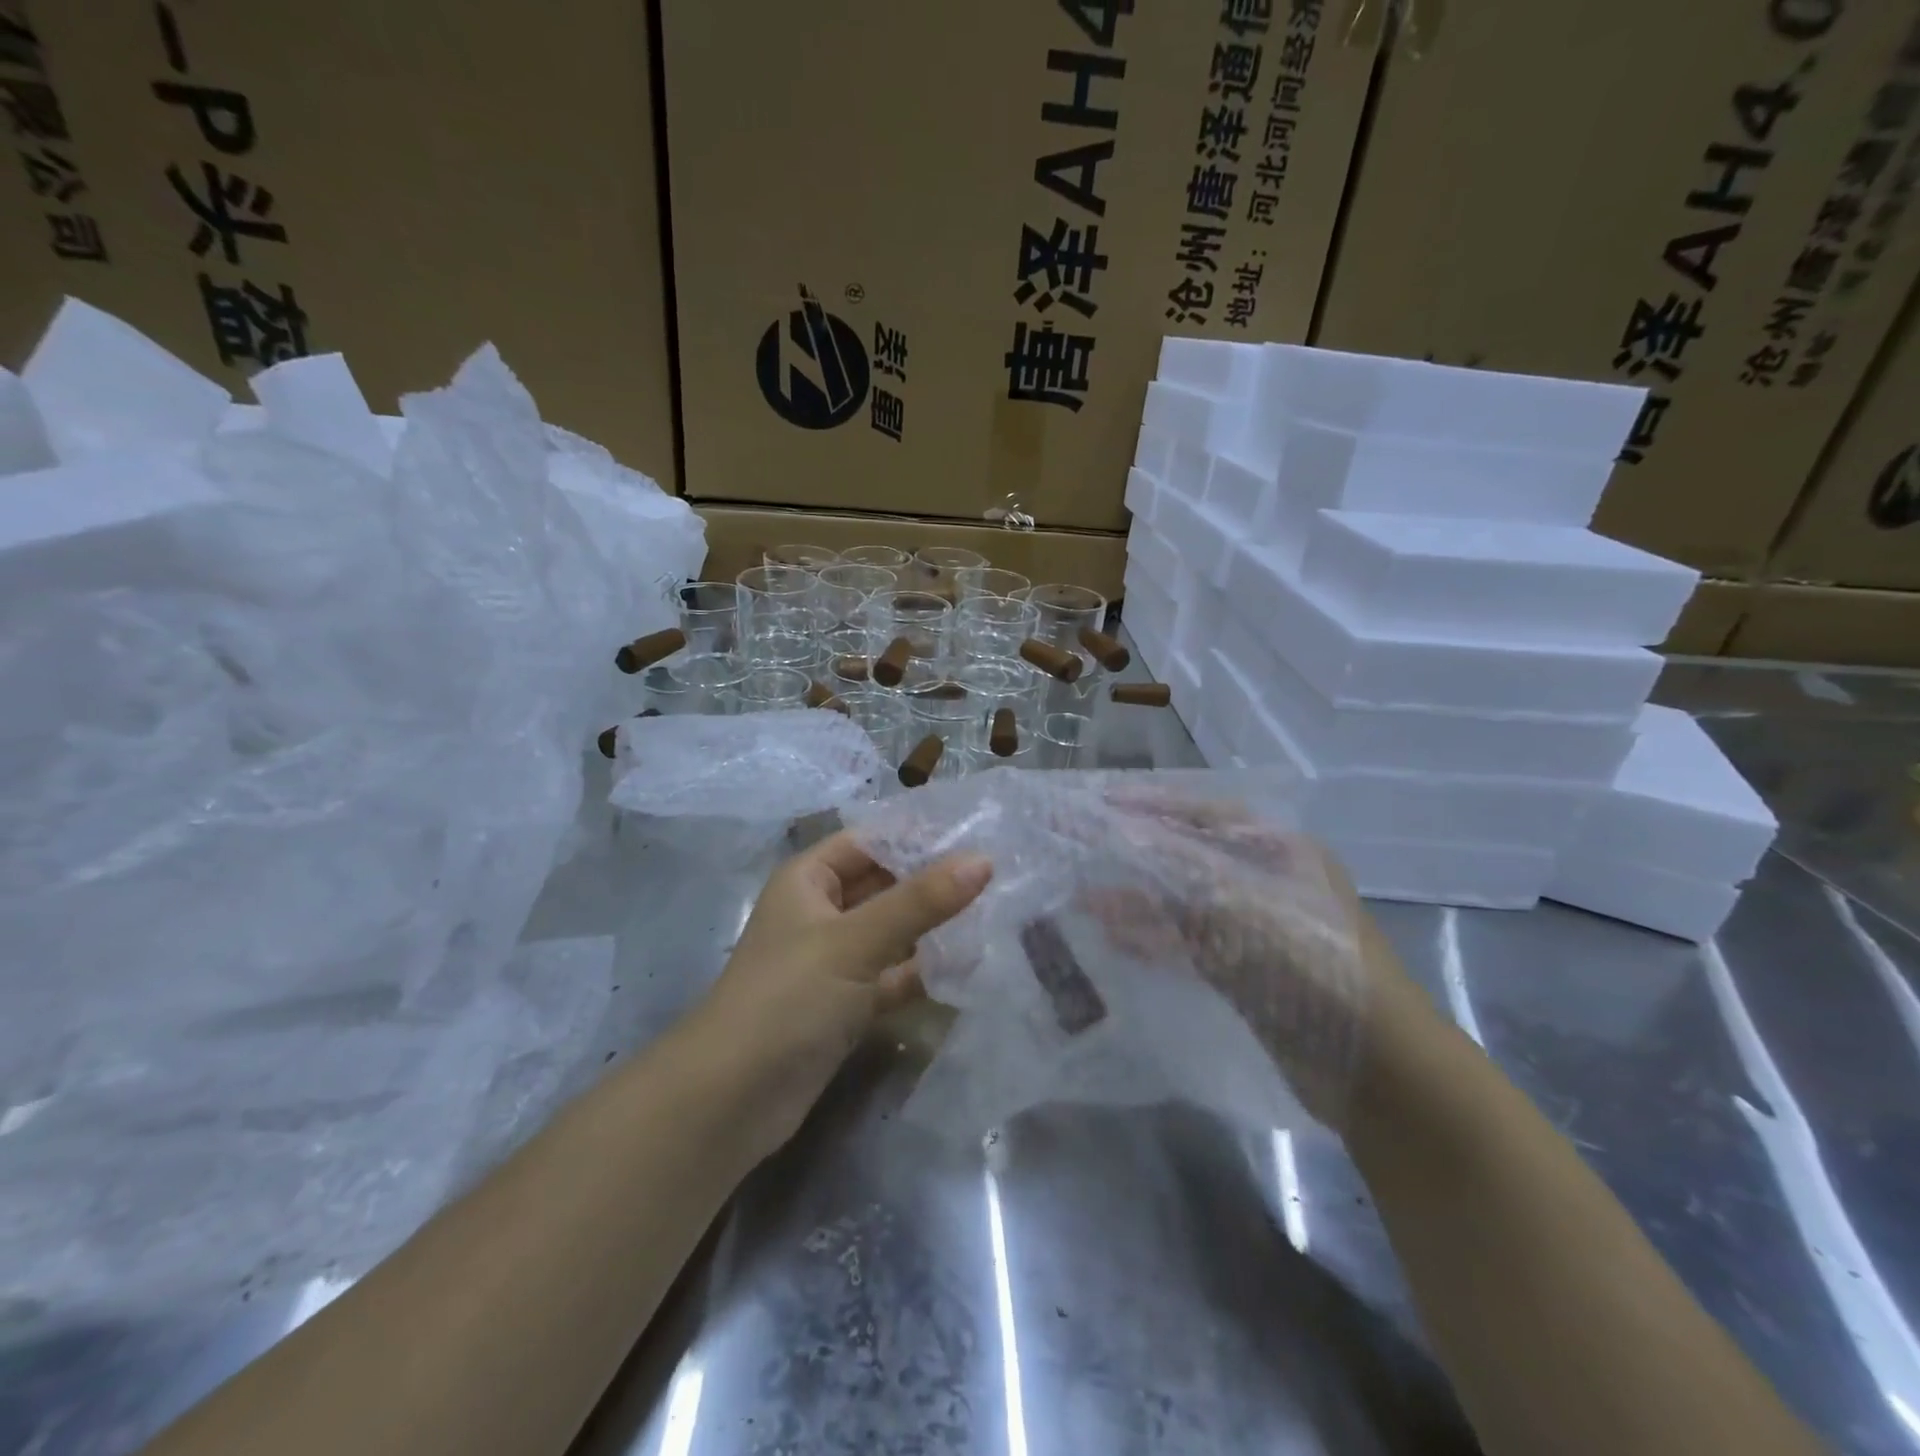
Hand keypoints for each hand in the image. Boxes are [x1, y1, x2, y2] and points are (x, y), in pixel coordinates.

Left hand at [691, 830, 991, 1155]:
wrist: (731, 1100)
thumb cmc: (788, 997)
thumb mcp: (856, 940)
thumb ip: (921, 901)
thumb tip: (983, 860)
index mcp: (809, 880)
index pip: (870, 841)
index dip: (918, 836)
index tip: (977, 832)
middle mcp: (821, 913)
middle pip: (885, 885)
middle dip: (933, 882)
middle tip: (999, 874)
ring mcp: (834, 961)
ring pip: (893, 932)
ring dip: (934, 927)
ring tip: (996, 912)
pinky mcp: (846, 1005)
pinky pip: (893, 975)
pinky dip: (924, 970)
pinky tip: (970, 965)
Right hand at [1084, 790, 1431, 1129]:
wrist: (1377, 1068)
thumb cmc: (1312, 962)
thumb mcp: (1240, 905)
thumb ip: (1172, 874)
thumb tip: (1111, 849)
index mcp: (1279, 849)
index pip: (1201, 813)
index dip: (1148, 807)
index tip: (1098, 805)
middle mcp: (1268, 880)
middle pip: (1188, 857)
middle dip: (1135, 855)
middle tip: (1081, 851)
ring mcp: (1258, 928)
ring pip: (1184, 903)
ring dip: (1137, 902)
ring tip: (1084, 900)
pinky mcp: (1249, 972)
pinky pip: (1190, 943)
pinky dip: (1154, 939)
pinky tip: (1115, 940)